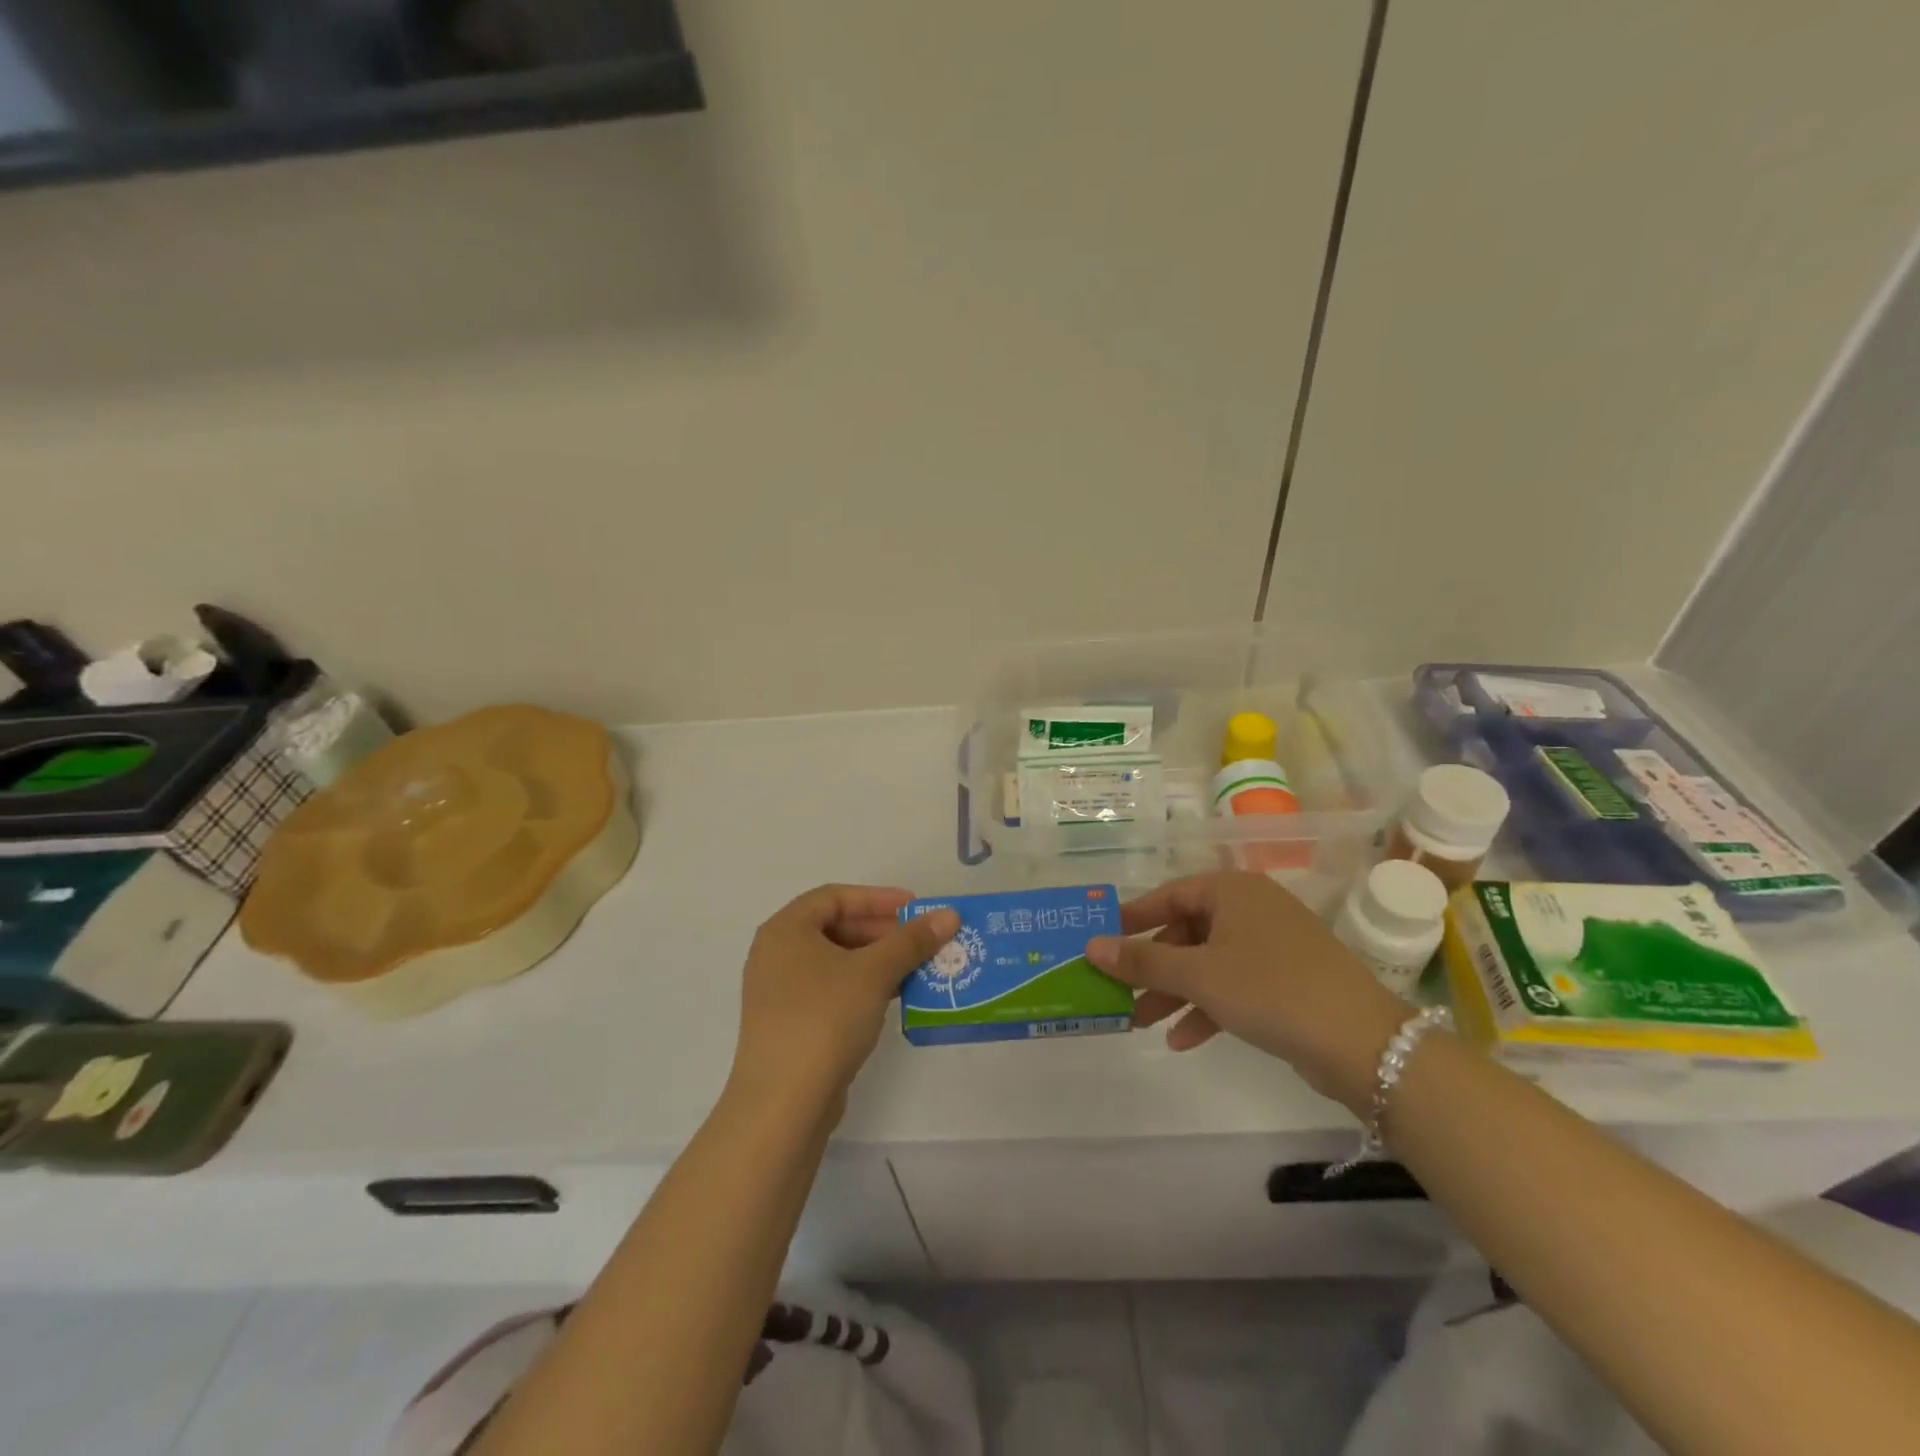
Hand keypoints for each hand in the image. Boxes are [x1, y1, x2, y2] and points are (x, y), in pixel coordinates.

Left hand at [727, 884, 958, 1114]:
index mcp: (785, 930)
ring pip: (837, 962)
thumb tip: (949, 915)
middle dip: (882, 931)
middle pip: (836, 927)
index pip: (835, 897)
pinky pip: (832, 990)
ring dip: (877, 960)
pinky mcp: (791, 1024)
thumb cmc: (824, 1019)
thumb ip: (912, 941)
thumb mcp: (874, 973)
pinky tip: (894, 997)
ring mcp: (781, 992)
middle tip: (921, 939)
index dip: (878, 898)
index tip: (915, 908)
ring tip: (917, 967)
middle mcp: (777, 954)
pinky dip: (863, 986)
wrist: (783, 1103)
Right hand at [1086, 871, 1410, 1113]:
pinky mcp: (1288, 979)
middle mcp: (1252, 908)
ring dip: (1175, 991)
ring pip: (1209, 962)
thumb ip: (1142, 961)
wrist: (1362, 1042)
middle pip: (1187, 931)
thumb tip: (1090, 947)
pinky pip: (1234, 984)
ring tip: (1142, 1022)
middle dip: (1153, 966)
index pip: (1169, 895)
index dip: (1133, 918)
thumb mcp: (1197, 975)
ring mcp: (1273, 944)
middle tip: (1120, 991)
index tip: (1101, 939)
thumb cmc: (1269, 989)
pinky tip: (1183, 1040)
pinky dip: (1208, 1007)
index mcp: (1232, 891)